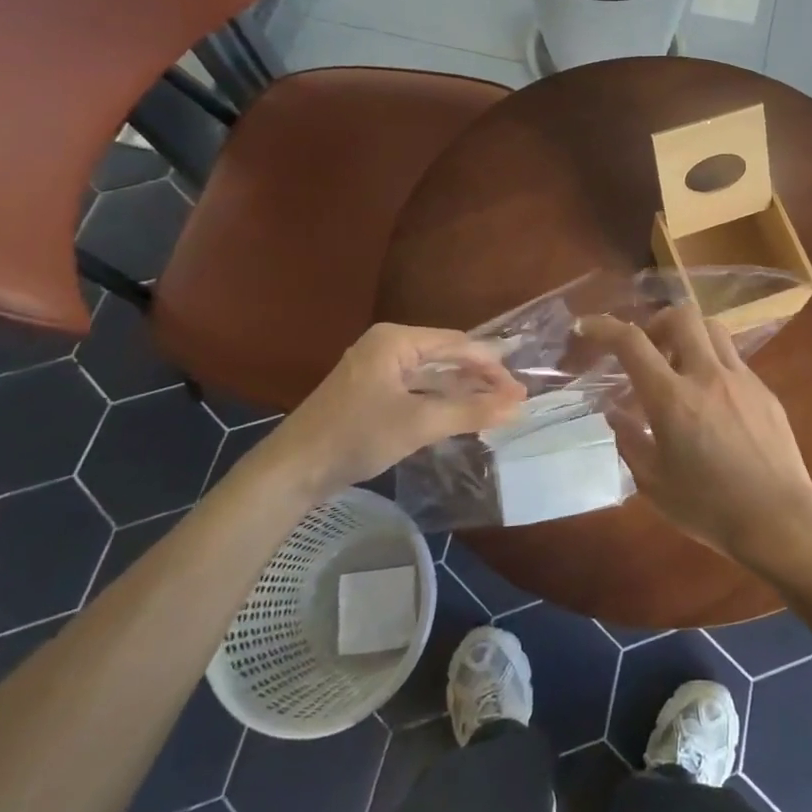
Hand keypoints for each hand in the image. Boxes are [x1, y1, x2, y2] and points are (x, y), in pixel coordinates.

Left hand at [264, 324, 524, 492]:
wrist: (292, 471)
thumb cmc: (356, 436)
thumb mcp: (419, 423)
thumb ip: (470, 411)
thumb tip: (517, 406)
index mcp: (396, 340)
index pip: (458, 344)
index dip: (492, 367)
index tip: (519, 392)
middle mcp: (387, 346)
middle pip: (446, 356)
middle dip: (479, 379)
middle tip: (512, 402)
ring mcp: (377, 370)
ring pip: (432, 375)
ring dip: (462, 392)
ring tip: (495, 410)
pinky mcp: (371, 394)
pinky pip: (417, 390)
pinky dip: (440, 402)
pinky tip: (461, 416)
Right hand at [582, 306, 811, 565]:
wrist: (778, 519)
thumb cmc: (708, 507)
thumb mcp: (653, 483)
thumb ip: (629, 440)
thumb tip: (615, 412)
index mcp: (672, 399)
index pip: (631, 343)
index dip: (605, 327)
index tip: (588, 327)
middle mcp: (707, 376)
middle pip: (681, 316)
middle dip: (657, 323)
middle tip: (650, 351)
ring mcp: (741, 379)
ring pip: (713, 328)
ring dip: (689, 337)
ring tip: (681, 369)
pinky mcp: (765, 390)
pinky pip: (734, 359)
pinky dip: (714, 365)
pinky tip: (713, 401)